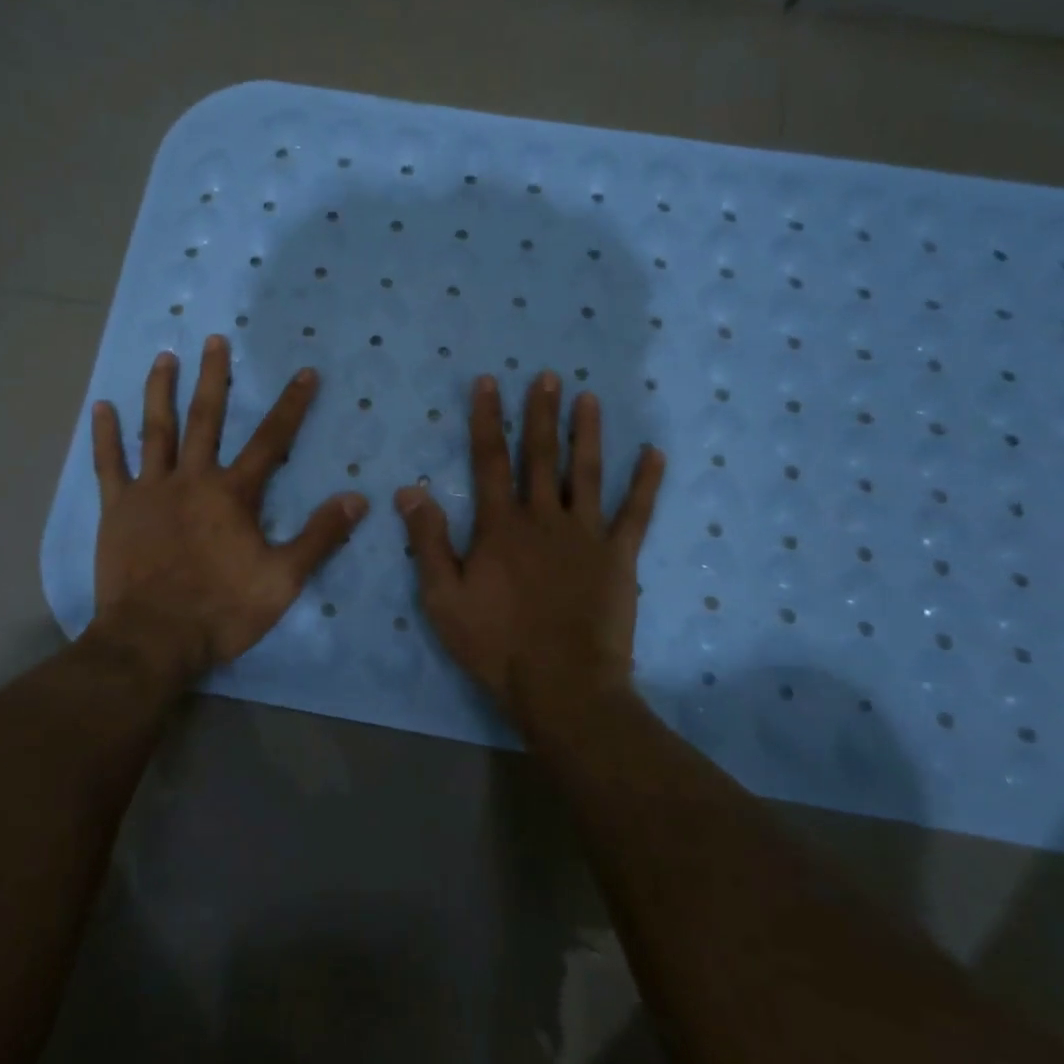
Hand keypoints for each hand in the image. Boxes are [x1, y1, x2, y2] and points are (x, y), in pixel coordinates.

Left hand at [86, 334, 368, 684]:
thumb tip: (358, 499)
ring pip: (156, 430)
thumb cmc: (222, 610)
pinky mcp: (117, 509)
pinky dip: (105, 435)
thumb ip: (320, 536)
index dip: (291, 405)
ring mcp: (150, 491)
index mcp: (233, 494)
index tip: (305, 372)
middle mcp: (192, 479)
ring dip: (161, 391)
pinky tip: (102, 407)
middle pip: (206, 419)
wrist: (153, 640)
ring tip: (164, 357)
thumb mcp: (283, 579)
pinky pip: (109, 465)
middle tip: (214, 340)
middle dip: (214, 378)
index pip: (271, 440)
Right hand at [395, 372, 663, 726]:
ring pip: (588, 473)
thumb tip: (409, 489)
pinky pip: (636, 513)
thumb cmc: (496, 644)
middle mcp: (544, 518)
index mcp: (500, 526)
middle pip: (541, 456)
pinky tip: (654, 453)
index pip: (490, 460)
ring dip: (587, 433)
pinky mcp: (619, 558)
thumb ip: (427, 541)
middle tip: (548, 376)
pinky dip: (646, 482)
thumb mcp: (443, 598)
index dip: (488, 419)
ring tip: (589, 397)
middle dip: (542, 413)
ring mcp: (586, 535)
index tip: (489, 382)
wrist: (562, 686)